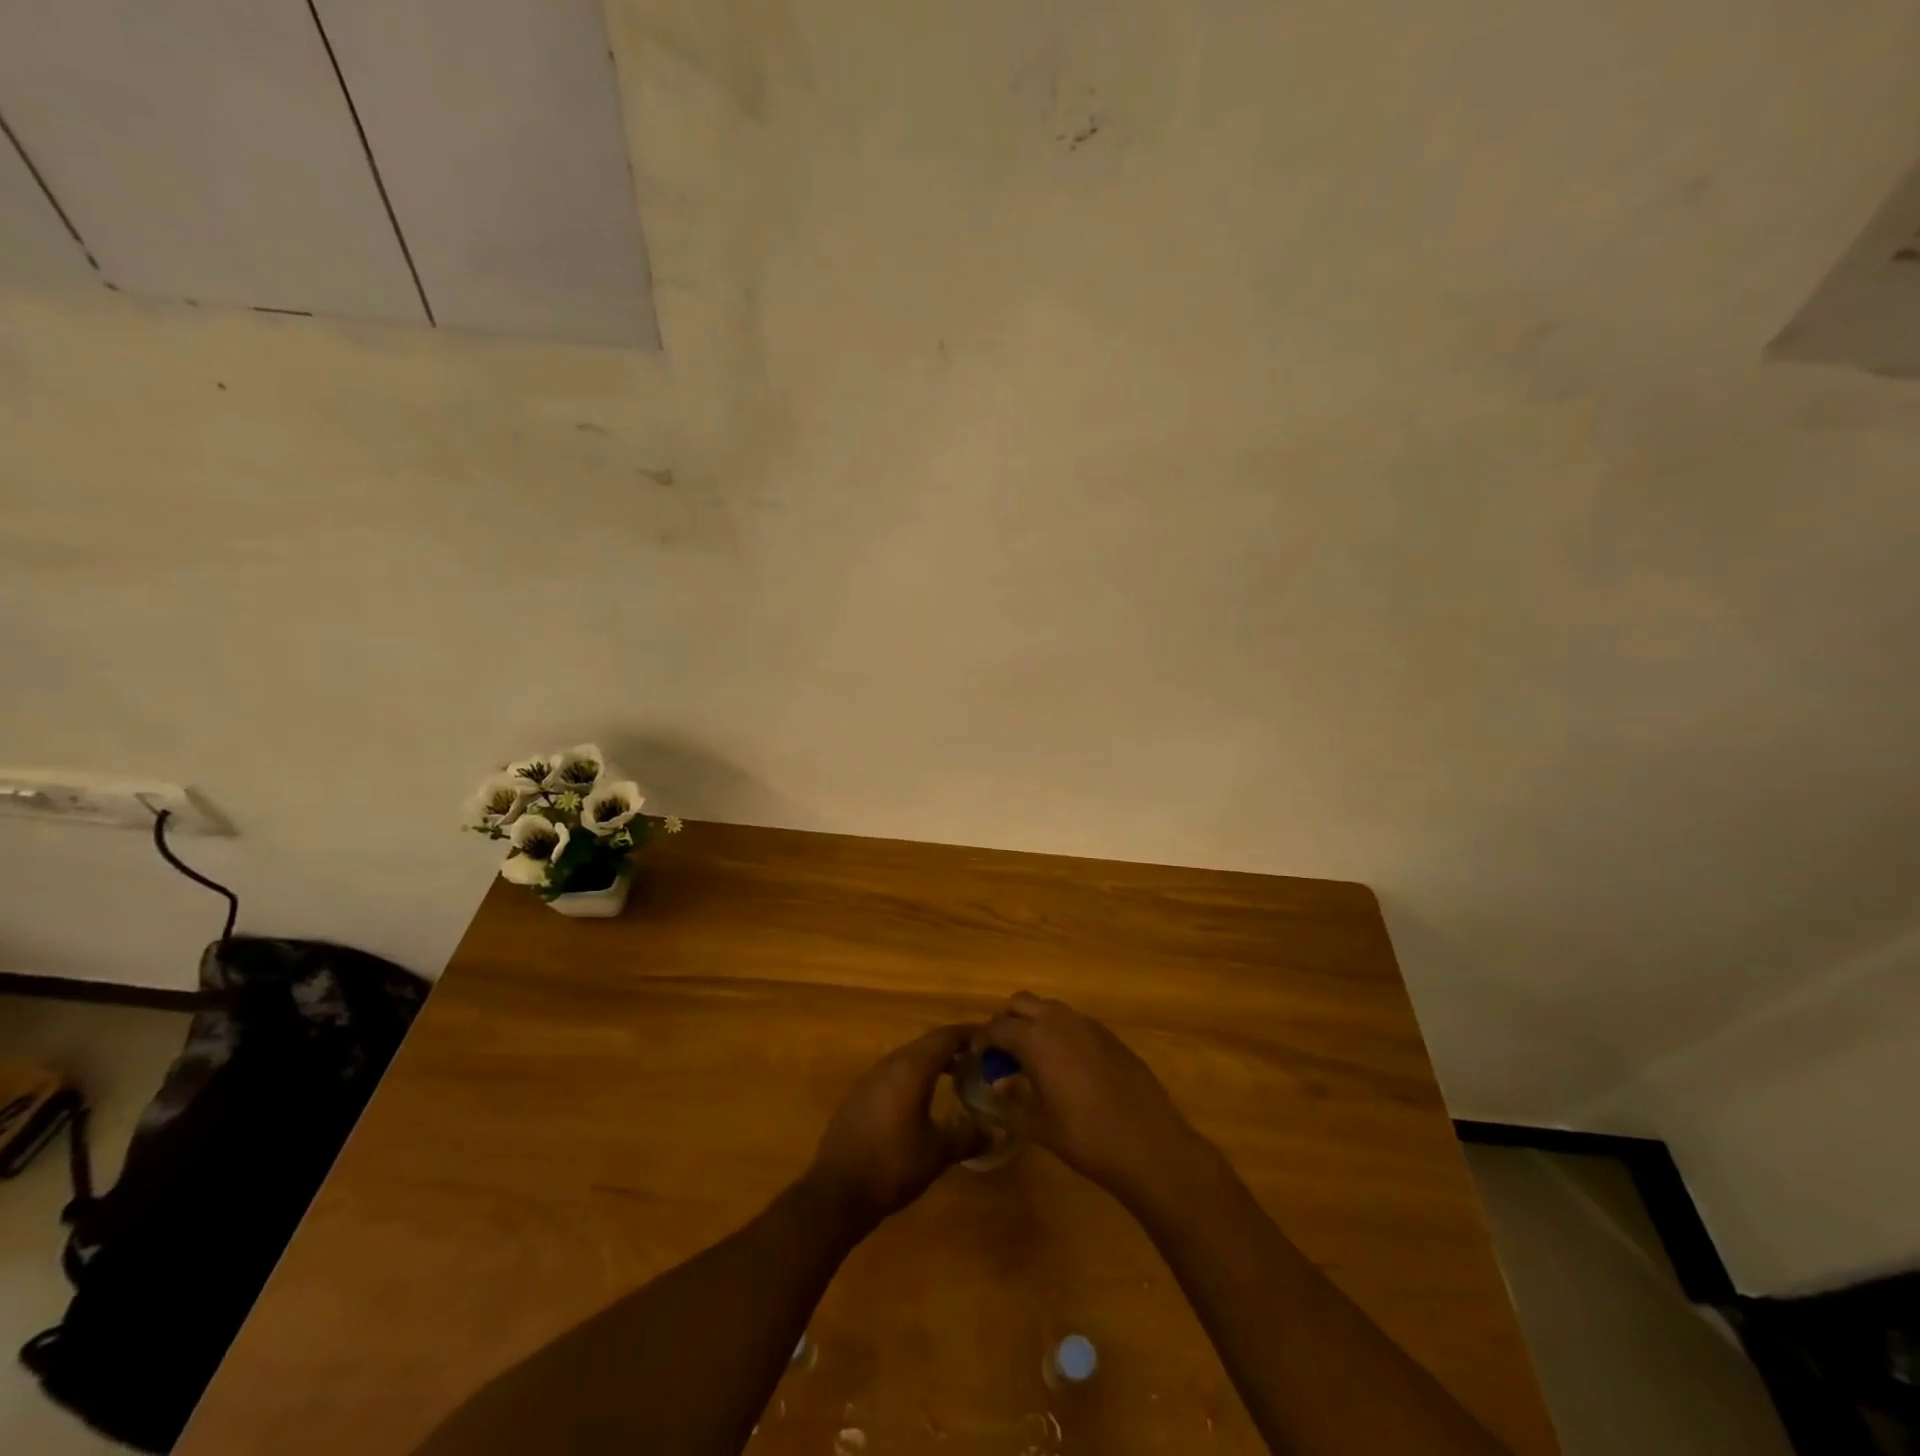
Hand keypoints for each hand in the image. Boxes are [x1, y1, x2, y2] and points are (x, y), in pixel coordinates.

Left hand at [806, 1024, 984, 1231]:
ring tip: (954, 1077)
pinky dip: (912, 1077)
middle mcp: (889, 1064)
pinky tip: (919, 1100)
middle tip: (978, 1060)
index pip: (946, 1037)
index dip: (970, 1034)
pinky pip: (892, 1075)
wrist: (836, 1192)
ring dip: (931, 1063)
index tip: (991, 1039)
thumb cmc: (893, 1165)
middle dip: (953, 1048)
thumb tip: (997, 1131)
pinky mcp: (857, 1096)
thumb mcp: (937, 1153)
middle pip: (926, 1044)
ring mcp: (869, 1078)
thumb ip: (968, 1136)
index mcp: (911, 1068)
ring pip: (907, 1058)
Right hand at [978, 993, 1204, 1204]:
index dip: (981, 1040)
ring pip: (1049, 1008)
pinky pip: (1074, 1022)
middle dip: (1006, 1021)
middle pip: (1021, 1003)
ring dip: (1034, 1023)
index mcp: (1036, 1038)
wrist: (1147, 1143)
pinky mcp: (1110, 1036)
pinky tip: (1065, 1065)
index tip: (976, 1057)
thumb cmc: (1084, 1136)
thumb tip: (999, 1083)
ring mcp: (1088, 1025)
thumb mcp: (1037, 1124)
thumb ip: (1012, 1099)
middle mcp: (1060, 1021)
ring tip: (1031, 1057)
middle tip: (1001, 1052)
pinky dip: (1060, 1032)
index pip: (997, 1027)